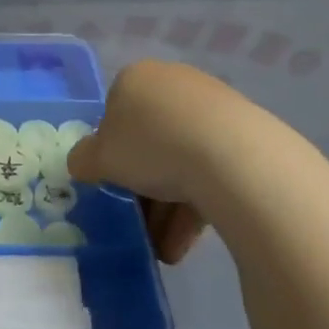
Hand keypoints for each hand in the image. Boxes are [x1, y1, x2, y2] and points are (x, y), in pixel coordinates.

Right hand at [67, 59, 255, 263]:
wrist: (232, 157)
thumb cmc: (151, 146)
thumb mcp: (99, 158)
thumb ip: (83, 159)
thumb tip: (83, 162)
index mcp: (136, 79)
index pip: (114, 114)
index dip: (110, 153)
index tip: (112, 184)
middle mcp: (174, 84)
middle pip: (150, 141)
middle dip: (142, 188)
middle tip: (138, 222)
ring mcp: (213, 107)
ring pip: (181, 160)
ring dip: (167, 208)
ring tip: (164, 249)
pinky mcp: (245, 135)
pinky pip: (211, 170)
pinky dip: (196, 204)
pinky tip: (186, 243)